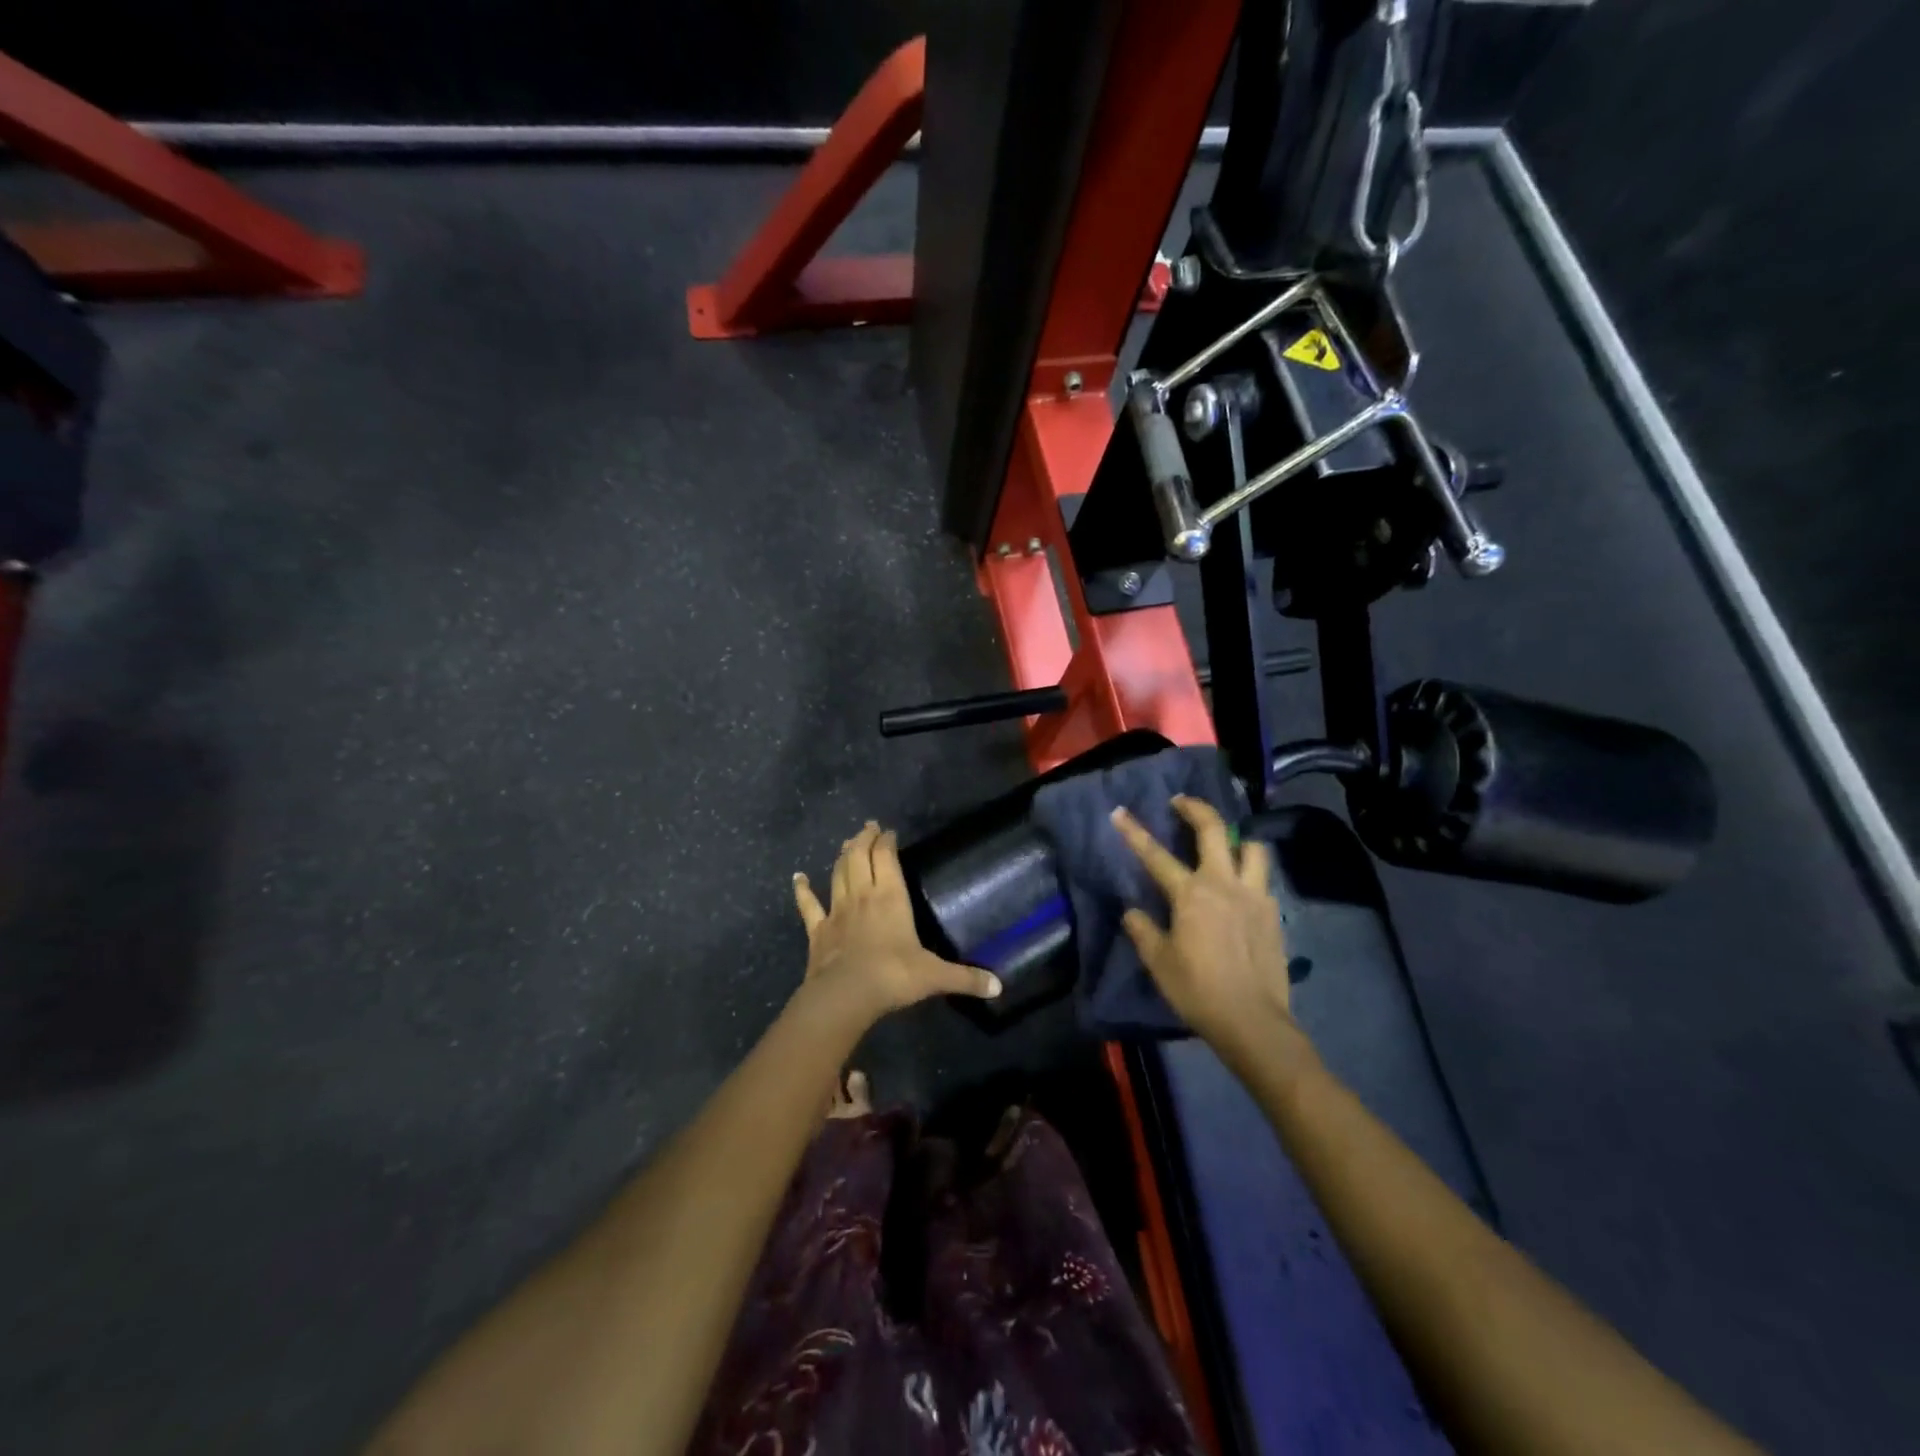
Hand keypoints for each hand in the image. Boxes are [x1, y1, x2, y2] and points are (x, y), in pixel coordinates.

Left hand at [793, 822, 1001, 1027]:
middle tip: (868, 827)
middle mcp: (863, 895)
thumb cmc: (893, 976)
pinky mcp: (818, 930)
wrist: (845, 995)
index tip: (889, 832)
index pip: (886, 857)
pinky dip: (803, 890)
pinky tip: (798, 878)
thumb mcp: (935, 976)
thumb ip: (966, 978)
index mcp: (891, 897)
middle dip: (864, 839)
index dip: (886, 841)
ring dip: (842, 855)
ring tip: (847, 843)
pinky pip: (808, 905)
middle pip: (859, 856)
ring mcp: (837, 911)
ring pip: (838, 873)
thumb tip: (999, 987)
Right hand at [1111, 796, 1295, 1052]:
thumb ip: (1143, 930)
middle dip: (1195, 808)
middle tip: (1181, 801)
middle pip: (1214, 830)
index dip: (1134, 832)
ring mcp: (1254, 895)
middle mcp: (1224, 884)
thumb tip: (1133, 912)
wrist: (1253, 1021)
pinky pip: (1263, 877)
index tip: (1119, 811)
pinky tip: (1241, 884)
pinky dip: (1251, 869)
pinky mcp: (1273, 912)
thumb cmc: (1198, 991)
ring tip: (1226, 842)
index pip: (1156, 855)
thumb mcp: (1159, 963)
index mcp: (1191, 894)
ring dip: (1237, 837)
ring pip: (1252, 847)